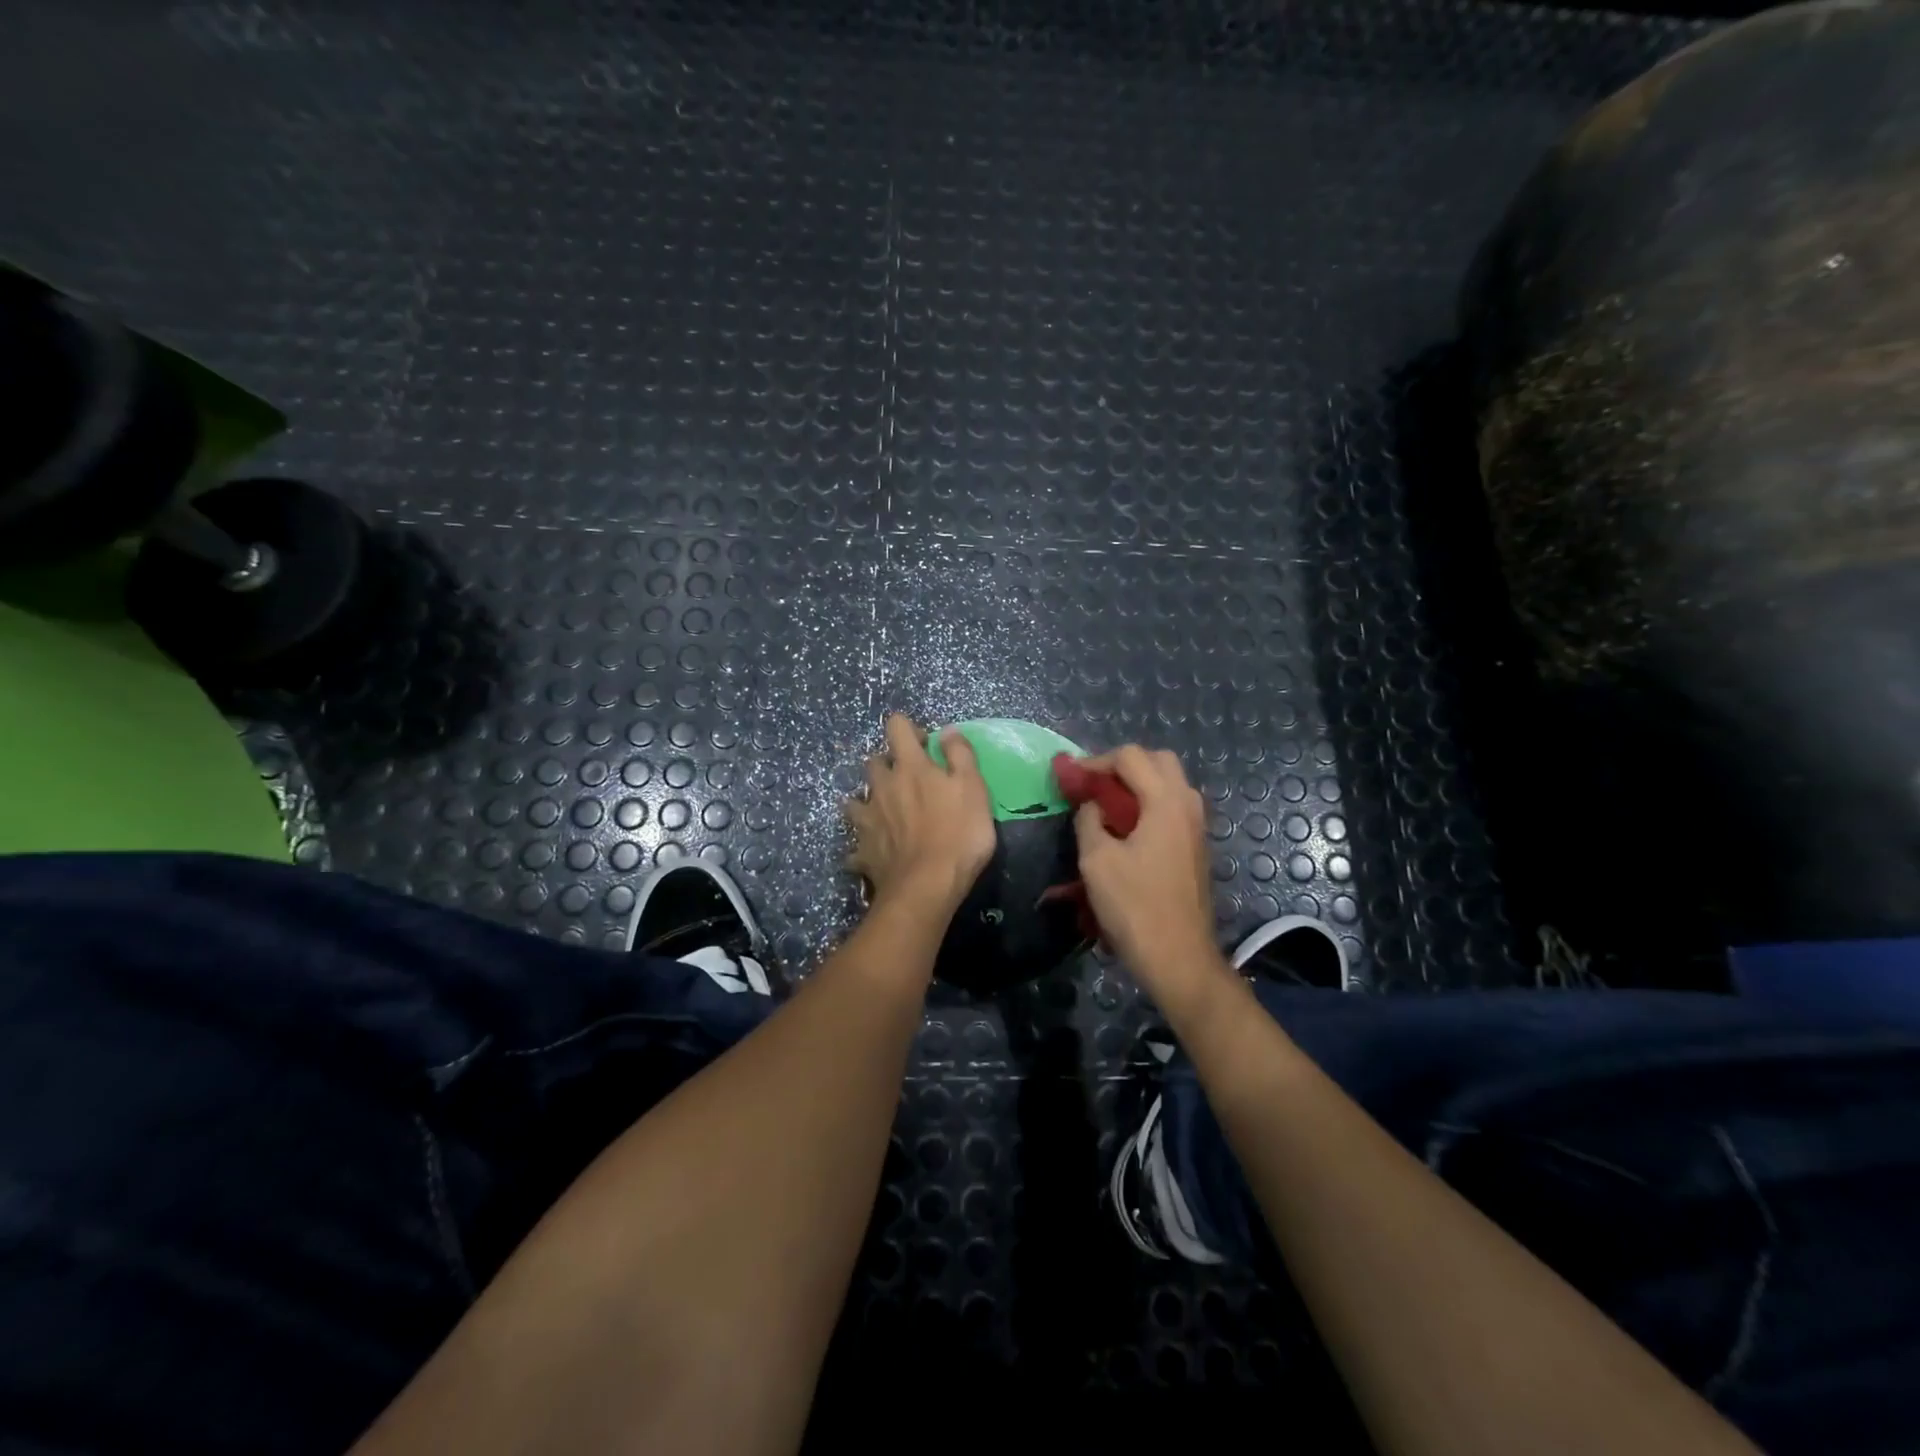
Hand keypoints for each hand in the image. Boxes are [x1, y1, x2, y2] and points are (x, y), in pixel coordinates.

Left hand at [846, 715, 994, 914]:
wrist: (926, 887)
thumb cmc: (958, 834)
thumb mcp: (973, 788)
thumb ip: (959, 755)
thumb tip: (946, 730)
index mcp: (910, 767)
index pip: (897, 728)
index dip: (909, 728)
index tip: (925, 744)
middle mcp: (882, 787)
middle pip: (873, 762)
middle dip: (887, 763)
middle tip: (908, 779)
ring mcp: (868, 819)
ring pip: (856, 799)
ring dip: (869, 800)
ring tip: (886, 813)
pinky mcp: (862, 849)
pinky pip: (856, 841)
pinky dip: (864, 842)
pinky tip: (875, 851)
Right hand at [1072, 745, 1222, 1000]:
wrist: (1178, 957)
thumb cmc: (1134, 906)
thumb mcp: (1096, 860)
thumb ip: (1089, 820)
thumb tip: (1091, 805)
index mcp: (1165, 802)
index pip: (1130, 757)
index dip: (1095, 761)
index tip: (1070, 779)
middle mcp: (1187, 805)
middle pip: (1157, 761)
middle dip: (1122, 766)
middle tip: (1093, 785)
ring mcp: (1196, 827)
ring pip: (1169, 784)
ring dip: (1137, 785)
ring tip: (1105, 806)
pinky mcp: (1196, 847)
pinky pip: (1172, 807)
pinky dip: (1148, 804)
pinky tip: (1125, 829)